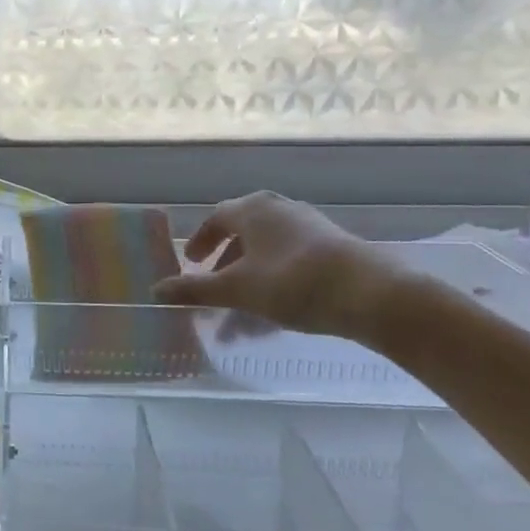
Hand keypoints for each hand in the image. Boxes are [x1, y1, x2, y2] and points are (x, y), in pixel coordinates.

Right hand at [152, 192, 411, 341]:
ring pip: (267, 256)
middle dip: (225, 269)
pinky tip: (273, 320)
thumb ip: (195, 290)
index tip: (191, 264)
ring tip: (239, 321)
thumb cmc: (294, 282)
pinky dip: (274, 286)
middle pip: (243, 237)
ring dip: (249, 284)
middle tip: (213, 289)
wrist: (374, 295)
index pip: (216, 219)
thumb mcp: (237, 289)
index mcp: (253, 209)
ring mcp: (310, 229)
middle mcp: (280, 211)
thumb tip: (156, 290)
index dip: (201, 242)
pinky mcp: (334, 251)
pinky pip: (291, 265)